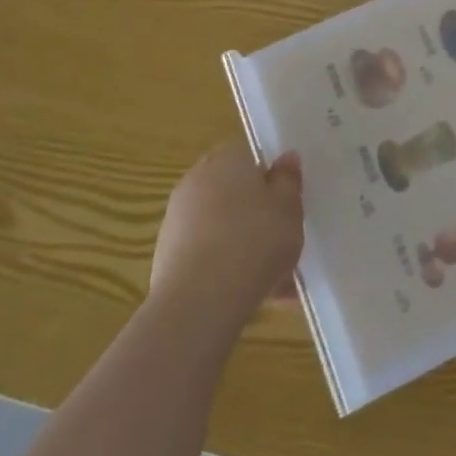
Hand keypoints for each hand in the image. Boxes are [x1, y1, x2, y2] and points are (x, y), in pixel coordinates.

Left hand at [150, 141, 303, 330]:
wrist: (200, 300)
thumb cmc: (255, 240)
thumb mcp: (289, 207)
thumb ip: (288, 180)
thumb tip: (286, 157)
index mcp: (227, 159)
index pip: (248, 155)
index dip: (269, 177)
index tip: (287, 202)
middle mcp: (197, 181)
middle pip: (233, 192)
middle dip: (256, 213)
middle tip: (283, 237)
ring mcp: (177, 220)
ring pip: (222, 227)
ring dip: (244, 245)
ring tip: (276, 278)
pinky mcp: (167, 258)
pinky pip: (208, 255)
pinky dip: (228, 269)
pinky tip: (253, 295)